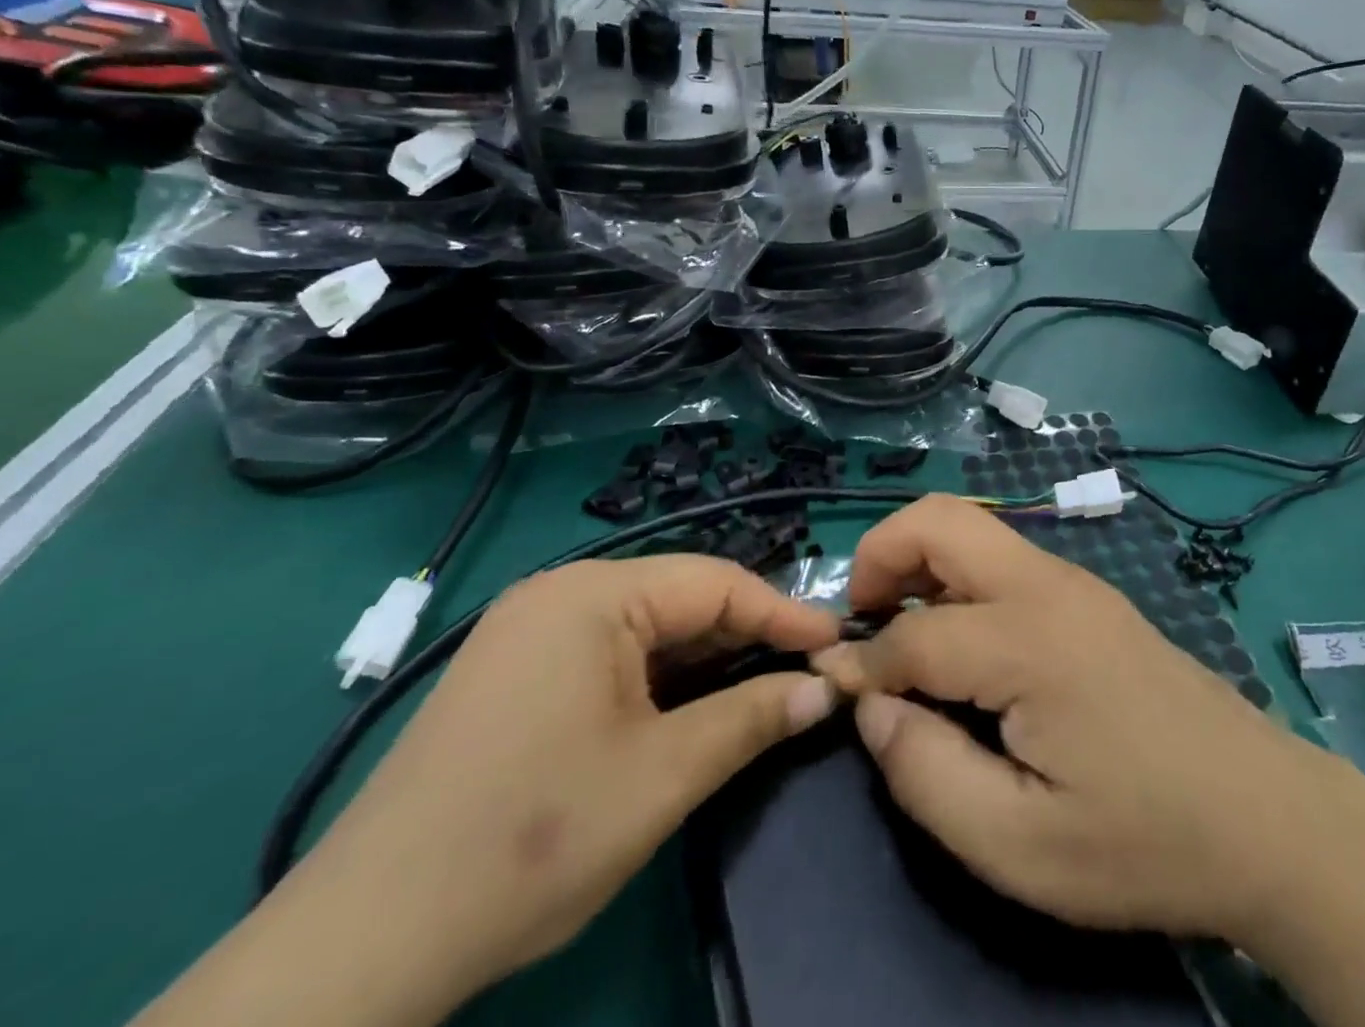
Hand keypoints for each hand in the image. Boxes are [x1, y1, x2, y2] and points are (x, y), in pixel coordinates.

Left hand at [285, 557, 840, 1004]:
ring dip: (705, 659)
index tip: (837, 644)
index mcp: (593, 595)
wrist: (362, 945)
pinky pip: (610, 654)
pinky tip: (687, 708)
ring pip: (647, 628)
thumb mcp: (663, 775)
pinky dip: (659, 677)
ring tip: (761, 688)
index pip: (716, 583)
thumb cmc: (532, 838)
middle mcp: (560, 594)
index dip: (783, 613)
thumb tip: (826, 689)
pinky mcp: (514, 674)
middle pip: (681, 599)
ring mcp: (529, 632)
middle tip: (805, 672)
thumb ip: (753, 717)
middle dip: (745, 637)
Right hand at [812, 495, 1328, 942]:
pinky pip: (1001, 557)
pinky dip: (956, 576)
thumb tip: (872, 706)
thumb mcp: (1020, 844)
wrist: (1266, 816)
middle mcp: (1046, 585)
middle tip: (862, 622)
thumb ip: (927, 773)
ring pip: (971, 527)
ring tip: (901, 632)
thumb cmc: (1143, 840)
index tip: (833, 691)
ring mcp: (1073, 581)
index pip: (913, 633)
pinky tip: (961, 641)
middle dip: (880, 554)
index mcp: (1028, 640)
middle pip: (939, 518)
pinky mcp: (1088, 594)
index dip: (862, 663)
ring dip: (919, 560)